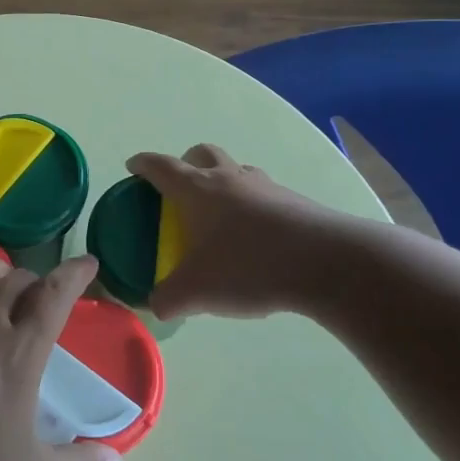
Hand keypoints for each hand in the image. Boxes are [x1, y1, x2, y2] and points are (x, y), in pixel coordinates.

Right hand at [129, 143, 363, 320]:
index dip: (143, 164)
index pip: (161, 166)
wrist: (326, 262)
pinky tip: (256, 238)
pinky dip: (252, 205)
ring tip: (220, 214)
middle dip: (186, 162)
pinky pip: (263, 194)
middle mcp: (228, 178)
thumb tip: (155, 306)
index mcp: (196, 190)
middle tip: (180, 188)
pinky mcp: (294, 201)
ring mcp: (265, 186)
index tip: (133, 167)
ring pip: (236, 170)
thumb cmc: (248, 265)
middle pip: (202, 154)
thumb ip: (168, 299)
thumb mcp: (197, 291)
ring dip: (223, 181)